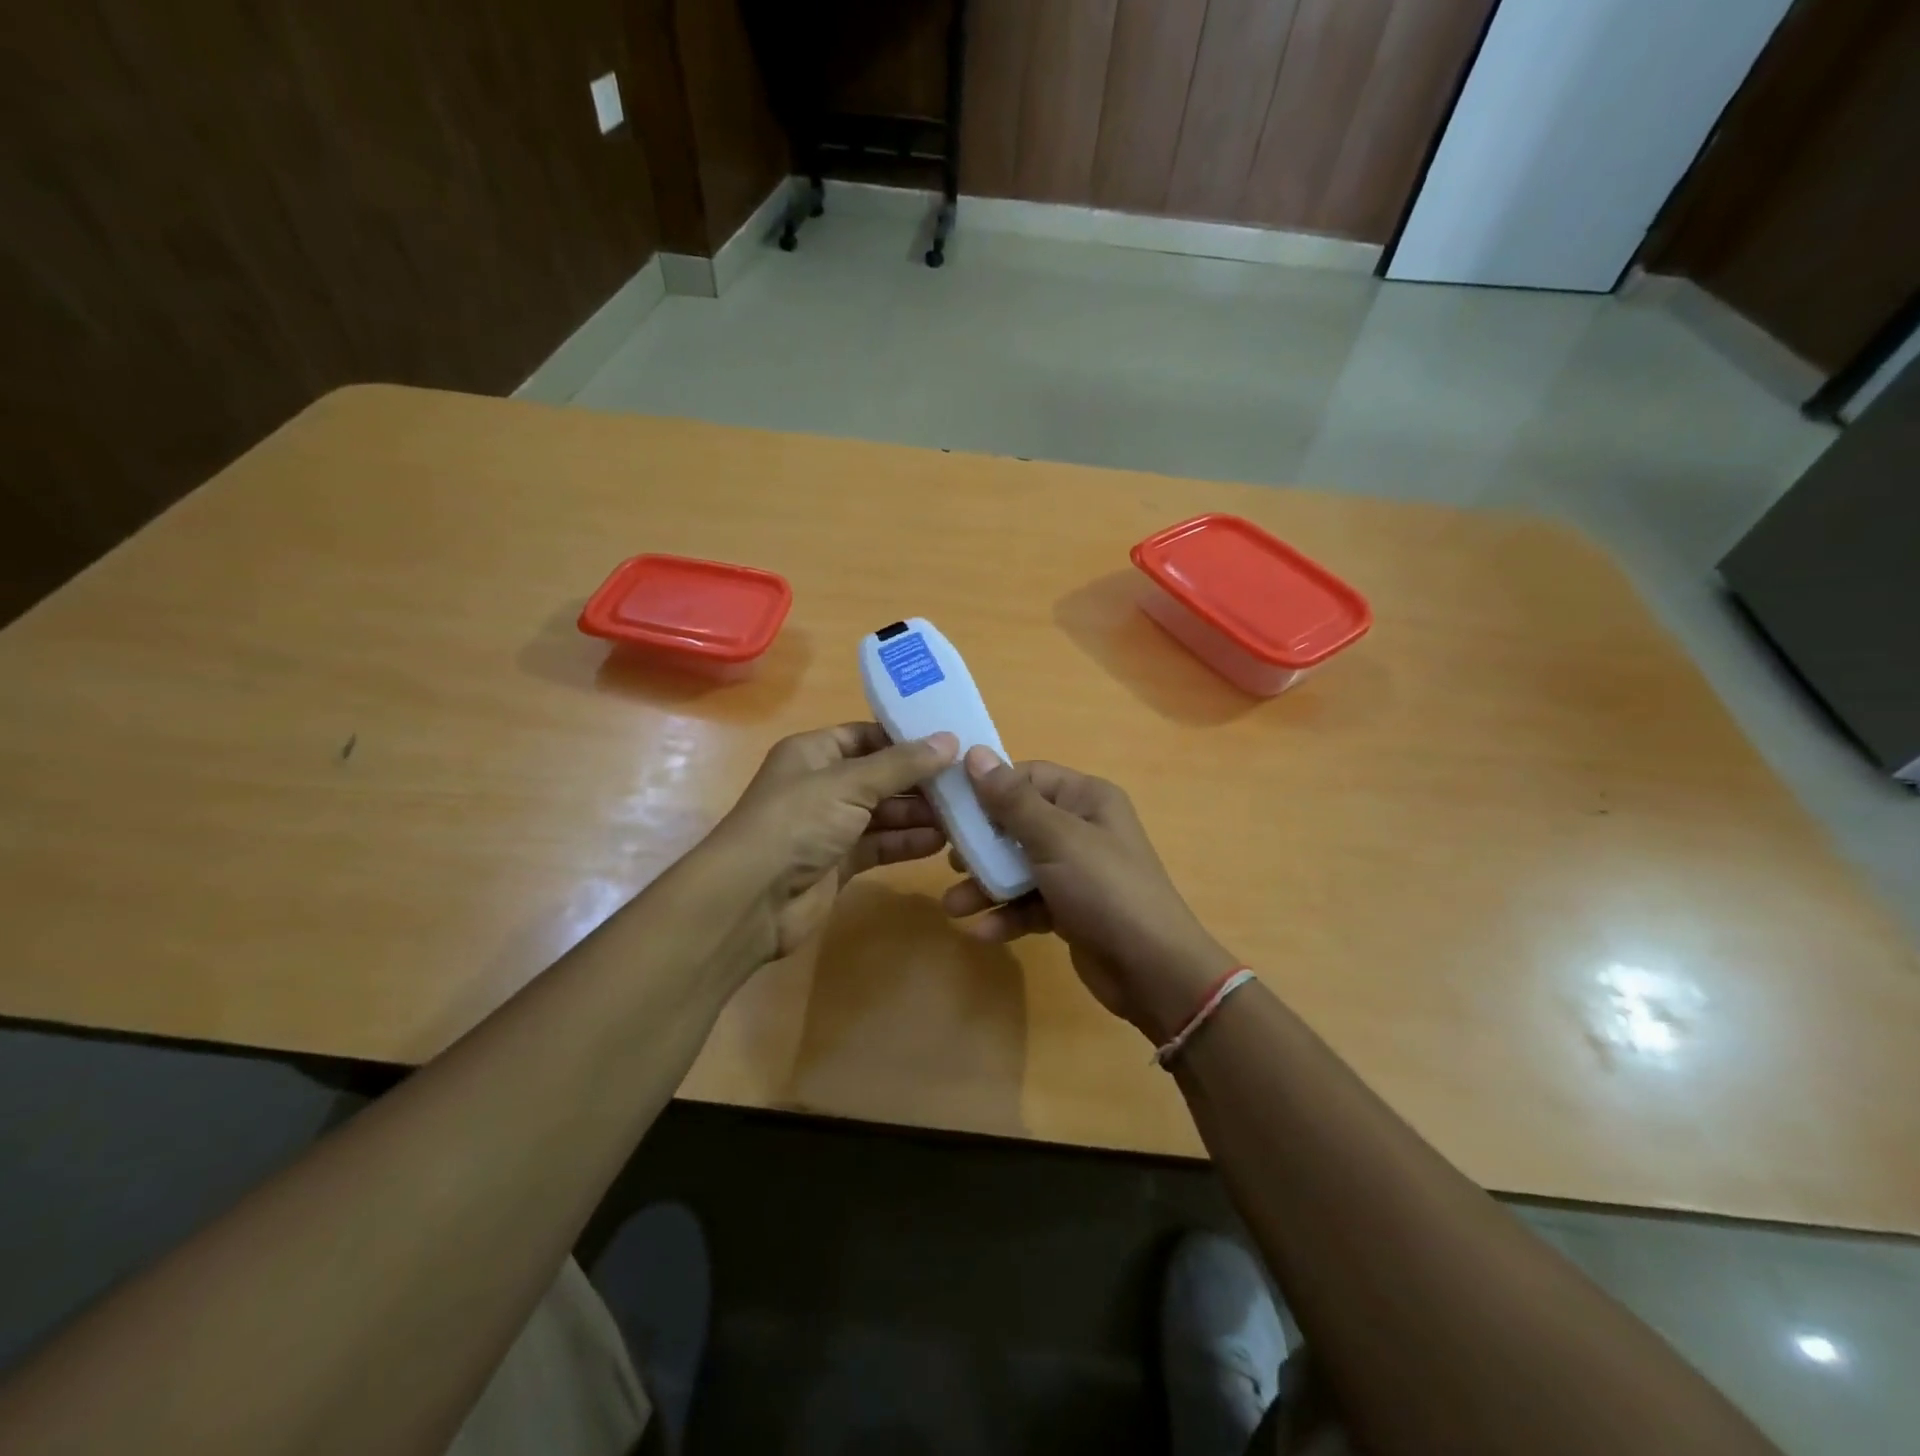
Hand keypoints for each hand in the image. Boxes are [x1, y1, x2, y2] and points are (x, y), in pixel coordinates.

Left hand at [702, 723, 957, 964]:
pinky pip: (880, 844)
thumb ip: (901, 764)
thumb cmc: (796, 824)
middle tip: (967, 783)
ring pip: (884, 812)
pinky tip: (940, 842)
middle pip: (881, 776)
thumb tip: (949, 740)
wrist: (751, 900)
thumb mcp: (849, 783)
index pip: (868, 736)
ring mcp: (831, 825)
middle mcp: (822, 784)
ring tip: (963, 813)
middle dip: (920, 781)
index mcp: (815, 752)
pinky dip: (907, 842)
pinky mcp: (839, 862)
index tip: (952, 743)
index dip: (907, 739)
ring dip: (919, 813)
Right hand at [942, 749, 1238, 1043]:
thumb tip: (975, 753)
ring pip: (1019, 867)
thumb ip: (1012, 800)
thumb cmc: (1104, 889)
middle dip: (982, 845)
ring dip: (987, 886)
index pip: (1028, 777)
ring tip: (955, 906)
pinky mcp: (1070, 909)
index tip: (950, 806)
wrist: (1153, 970)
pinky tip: (983, 932)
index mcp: (1086, 799)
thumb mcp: (1056, 839)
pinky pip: (1030, 902)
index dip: (989, 789)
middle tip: (950, 860)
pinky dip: (1008, 915)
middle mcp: (1082, 828)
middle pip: (1018, 824)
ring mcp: (1076, 871)